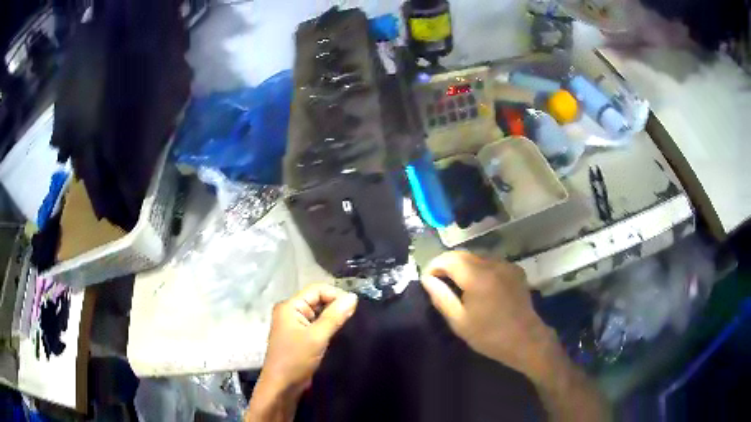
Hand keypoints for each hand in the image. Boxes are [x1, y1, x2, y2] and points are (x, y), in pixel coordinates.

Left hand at [247, 284, 357, 420]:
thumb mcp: (317, 337)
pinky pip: (316, 326)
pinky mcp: (299, 338)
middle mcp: (290, 312)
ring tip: (349, 326)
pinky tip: (339, 335)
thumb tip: (353, 297)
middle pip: (317, 300)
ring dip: (332, 318)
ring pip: (318, 314)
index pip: (317, 289)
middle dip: (335, 306)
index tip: (354, 309)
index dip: (336, 295)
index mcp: (289, 306)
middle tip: (354, 318)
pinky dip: (327, 328)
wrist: (281, 387)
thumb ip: (334, 316)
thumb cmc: (295, 360)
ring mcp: (294, 325)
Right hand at [421, 251, 556, 377]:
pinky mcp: (515, 270)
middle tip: (439, 282)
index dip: (434, 266)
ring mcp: (506, 265)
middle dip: (447, 264)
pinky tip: (479, 285)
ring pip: (477, 256)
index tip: (427, 279)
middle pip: (463, 254)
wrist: (525, 340)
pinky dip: (479, 268)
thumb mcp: (459, 321)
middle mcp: (492, 264)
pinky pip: (491, 262)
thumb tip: (427, 279)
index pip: (448, 258)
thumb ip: (441, 297)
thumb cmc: (489, 335)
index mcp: (477, 276)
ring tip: (457, 284)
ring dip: (463, 265)